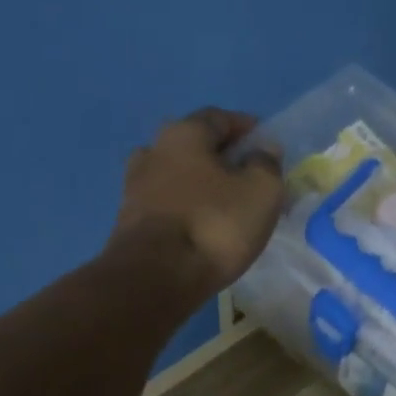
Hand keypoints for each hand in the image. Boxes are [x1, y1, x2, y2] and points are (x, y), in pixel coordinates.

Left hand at [110, 107, 286, 297]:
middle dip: (221, 159)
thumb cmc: (214, 225)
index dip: (246, 128)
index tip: (265, 146)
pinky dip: (185, 210)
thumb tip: (263, 150)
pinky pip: (166, 206)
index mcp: (184, 133)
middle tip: (247, 179)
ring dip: (200, 186)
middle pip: (194, 146)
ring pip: (177, 177)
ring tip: (224, 207)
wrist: (155, 277)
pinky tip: (201, 228)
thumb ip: (267, 164)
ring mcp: (135, 186)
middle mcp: (153, 150)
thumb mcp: (261, 191)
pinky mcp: (129, 221)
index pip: (219, 118)